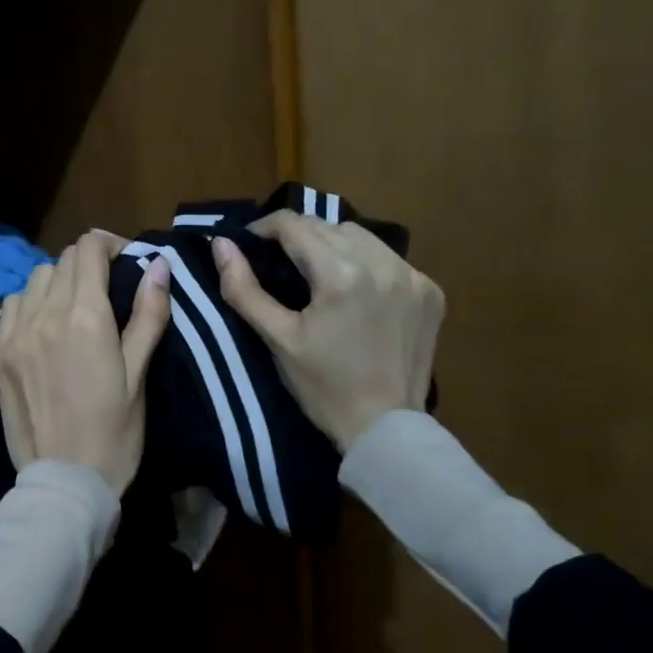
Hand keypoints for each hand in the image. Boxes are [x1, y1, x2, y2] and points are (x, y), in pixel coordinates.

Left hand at [0, 231, 172, 493]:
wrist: (65, 480)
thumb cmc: (115, 432)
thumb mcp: (140, 375)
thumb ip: (148, 314)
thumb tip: (158, 264)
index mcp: (86, 317)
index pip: (89, 248)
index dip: (110, 244)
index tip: (126, 262)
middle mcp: (46, 314)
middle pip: (63, 259)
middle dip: (88, 262)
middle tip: (107, 287)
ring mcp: (16, 333)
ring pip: (36, 278)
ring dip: (59, 279)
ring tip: (74, 305)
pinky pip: (10, 304)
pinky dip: (30, 301)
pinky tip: (43, 321)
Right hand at [212, 213, 444, 451]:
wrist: (385, 428)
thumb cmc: (323, 387)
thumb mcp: (277, 338)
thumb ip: (244, 289)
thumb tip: (221, 244)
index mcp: (341, 274)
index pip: (295, 224)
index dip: (265, 228)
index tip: (249, 244)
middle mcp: (382, 263)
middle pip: (327, 226)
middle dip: (297, 236)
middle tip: (278, 263)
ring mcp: (412, 276)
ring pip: (360, 236)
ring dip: (332, 244)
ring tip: (316, 272)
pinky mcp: (430, 290)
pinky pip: (388, 258)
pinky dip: (366, 263)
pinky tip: (355, 290)